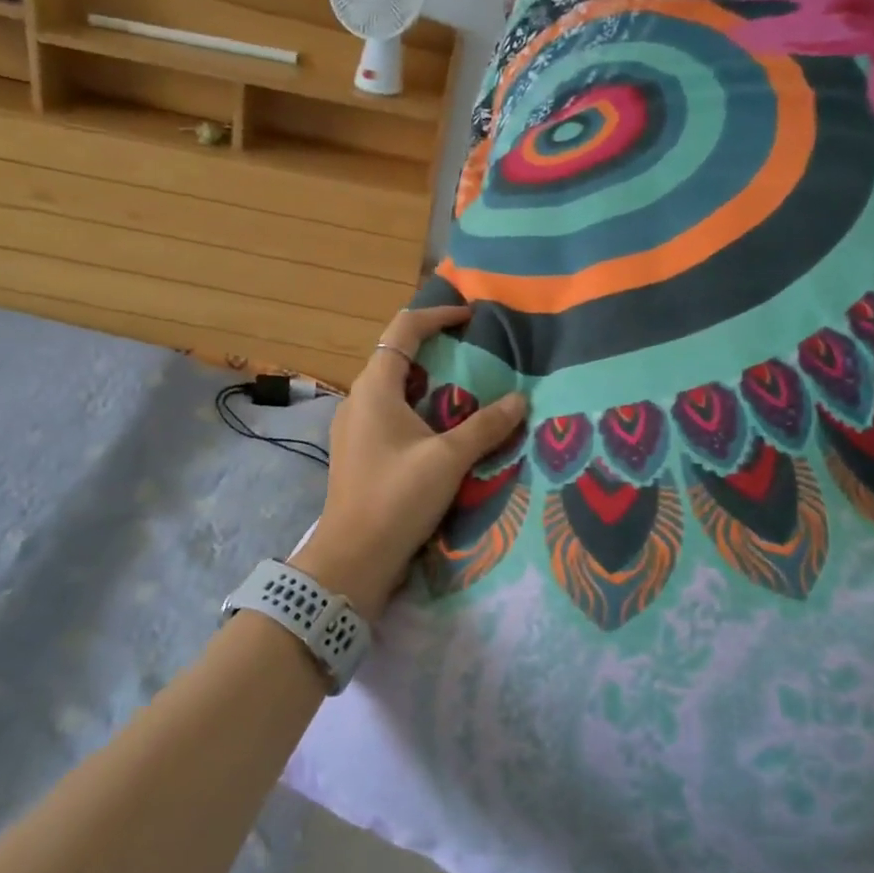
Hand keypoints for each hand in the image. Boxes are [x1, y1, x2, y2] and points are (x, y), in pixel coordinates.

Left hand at [291, 306, 526, 619]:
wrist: (353, 558)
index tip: (472, 316)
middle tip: (478, 355)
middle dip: (438, 350)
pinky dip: (419, 410)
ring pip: (395, 388)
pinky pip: (390, 414)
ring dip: (430, 383)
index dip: (438, 315)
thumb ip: (485, 426)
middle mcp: (359, 399)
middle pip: (398, 356)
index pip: (404, 329)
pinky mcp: (358, 451)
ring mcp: (355, 426)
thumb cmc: (397, 498)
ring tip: (469, 391)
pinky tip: (444, 430)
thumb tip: (520, 399)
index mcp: (375, 388)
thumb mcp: (448, 460)